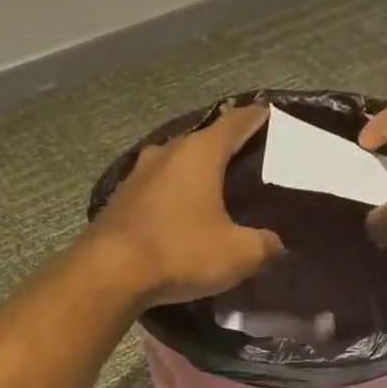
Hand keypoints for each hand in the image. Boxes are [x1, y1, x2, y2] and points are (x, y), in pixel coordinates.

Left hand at [87, 103, 284, 305]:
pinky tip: (182, 215)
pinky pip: (157, 190)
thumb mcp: (238, 254)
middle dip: (225, 149)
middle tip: (247, 162)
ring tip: (215, 190)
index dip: (255, 118)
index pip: (234, 123)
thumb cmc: (181, 251)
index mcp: (199, 153)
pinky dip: (174, 197)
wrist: (110, 273)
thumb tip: (276, 245)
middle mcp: (166, 153)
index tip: (268, 114)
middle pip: (203, 142)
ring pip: (176, 165)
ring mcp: (138, 175)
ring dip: (195, 174)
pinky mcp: (121, 201)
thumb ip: (264, 246)